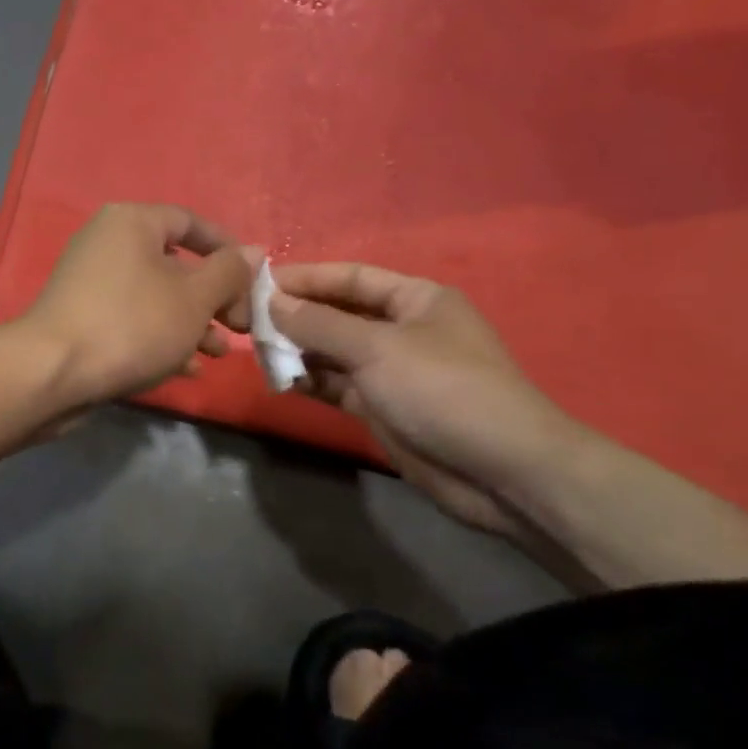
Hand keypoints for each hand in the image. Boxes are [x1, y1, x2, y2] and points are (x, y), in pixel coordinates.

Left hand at [20, 204, 255, 407]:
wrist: (53, 373)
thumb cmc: (132, 324)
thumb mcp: (194, 298)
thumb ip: (229, 273)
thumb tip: (254, 251)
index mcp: (132, 222)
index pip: (190, 221)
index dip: (227, 248)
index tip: (254, 279)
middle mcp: (108, 243)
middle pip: (175, 263)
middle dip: (213, 297)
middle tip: (239, 326)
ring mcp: (91, 283)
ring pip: (155, 297)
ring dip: (191, 324)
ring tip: (217, 354)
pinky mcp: (82, 319)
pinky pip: (132, 320)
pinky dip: (160, 339)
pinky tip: (186, 370)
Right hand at [269, 264, 582, 538]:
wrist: (500, 471)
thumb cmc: (442, 390)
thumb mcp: (377, 348)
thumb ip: (320, 324)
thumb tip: (272, 302)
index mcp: (416, 299)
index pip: (351, 278)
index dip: (306, 278)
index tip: (259, 284)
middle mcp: (403, 330)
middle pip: (340, 315)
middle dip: (297, 317)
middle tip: (247, 321)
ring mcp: (393, 371)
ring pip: (335, 353)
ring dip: (299, 352)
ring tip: (256, 352)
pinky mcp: (384, 408)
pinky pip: (339, 386)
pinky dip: (312, 382)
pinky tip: (280, 381)